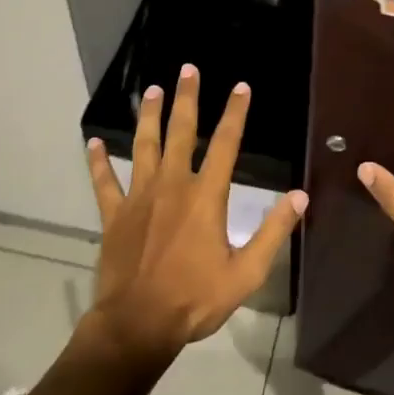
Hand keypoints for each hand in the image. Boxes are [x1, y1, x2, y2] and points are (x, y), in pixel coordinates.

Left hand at [83, 64, 305, 360]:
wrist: (138, 325)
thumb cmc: (195, 299)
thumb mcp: (246, 272)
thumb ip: (274, 232)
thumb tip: (300, 196)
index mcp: (206, 196)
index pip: (226, 144)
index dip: (235, 113)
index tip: (241, 87)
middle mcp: (172, 185)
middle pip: (181, 132)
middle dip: (186, 98)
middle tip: (188, 69)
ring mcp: (140, 197)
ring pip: (144, 146)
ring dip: (148, 116)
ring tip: (151, 90)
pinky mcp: (114, 215)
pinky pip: (104, 182)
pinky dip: (99, 162)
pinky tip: (93, 143)